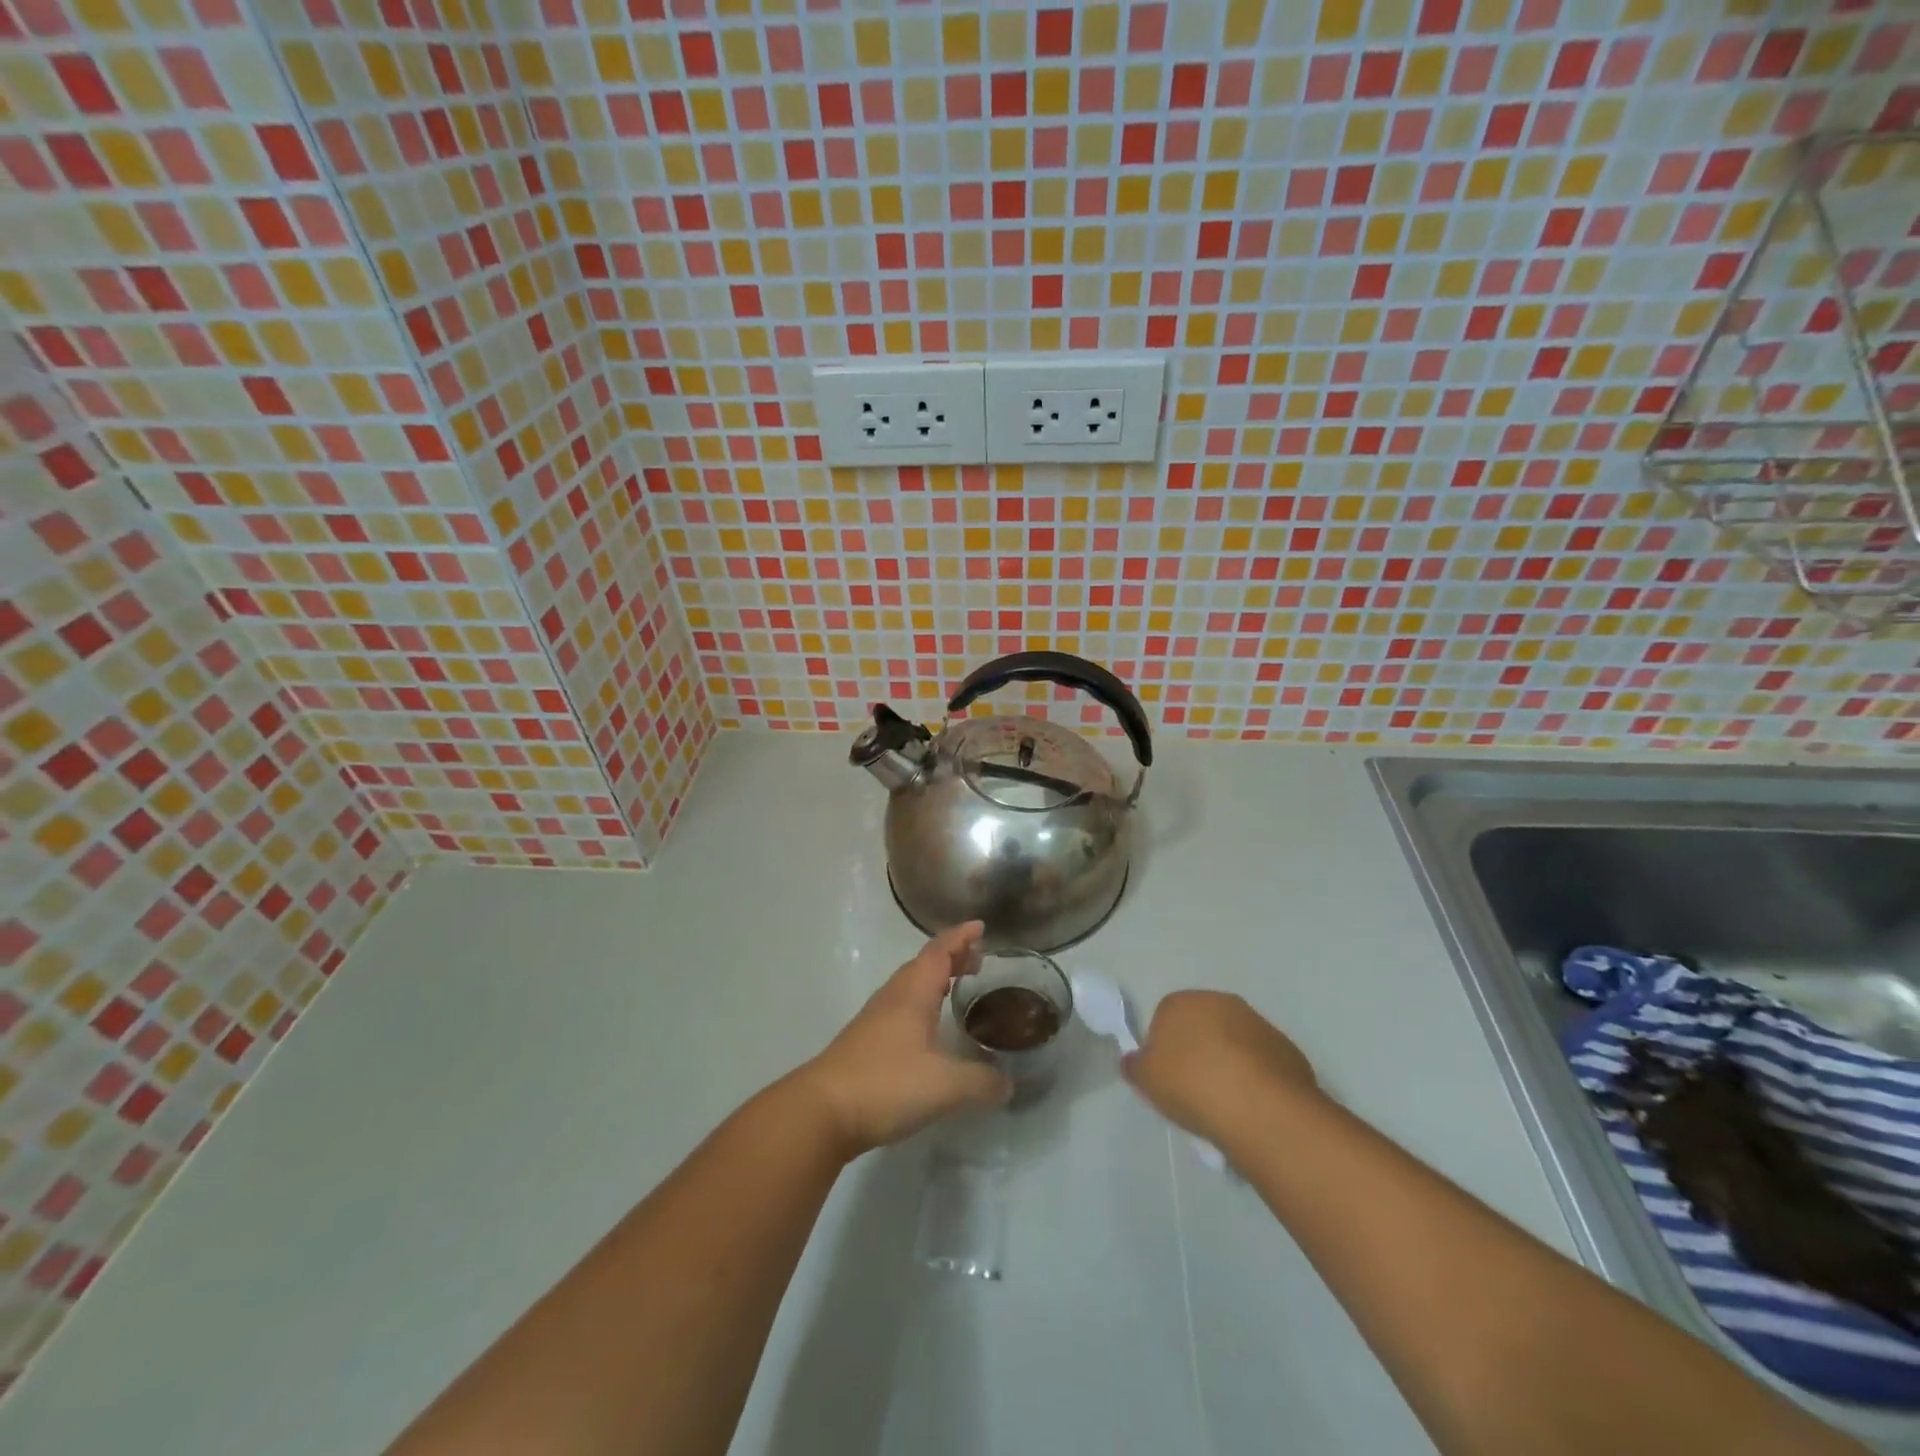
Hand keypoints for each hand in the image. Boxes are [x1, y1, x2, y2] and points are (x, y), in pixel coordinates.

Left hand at [796, 922, 1011, 1155]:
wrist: (822, 1111)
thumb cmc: (886, 1083)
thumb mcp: (945, 1086)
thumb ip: (981, 1081)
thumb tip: (1008, 1083)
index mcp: (912, 992)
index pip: (939, 951)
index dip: (961, 937)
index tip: (981, 927)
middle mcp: (893, 997)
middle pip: (924, 964)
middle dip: (951, 957)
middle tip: (979, 961)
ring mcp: (875, 1019)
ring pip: (910, 986)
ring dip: (935, 980)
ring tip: (958, 989)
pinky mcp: (866, 1042)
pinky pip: (901, 1008)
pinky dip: (922, 1005)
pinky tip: (929, 1030)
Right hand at [1123, 991, 1318, 1142]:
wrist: (1260, 1108)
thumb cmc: (1192, 1085)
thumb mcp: (1147, 1080)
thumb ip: (1135, 1066)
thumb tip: (1132, 1060)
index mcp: (1182, 1001)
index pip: (1164, 1018)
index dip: (1164, 1049)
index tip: (1168, 1079)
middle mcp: (1220, 1001)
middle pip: (1202, 1027)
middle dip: (1198, 1052)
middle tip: (1194, 1091)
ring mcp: (1257, 1023)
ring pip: (1234, 1044)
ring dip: (1229, 1064)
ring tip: (1226, 1105)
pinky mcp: (1286, 1048)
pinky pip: (1262, 1063)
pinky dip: (1256, 1079)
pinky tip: (1252, 1107)